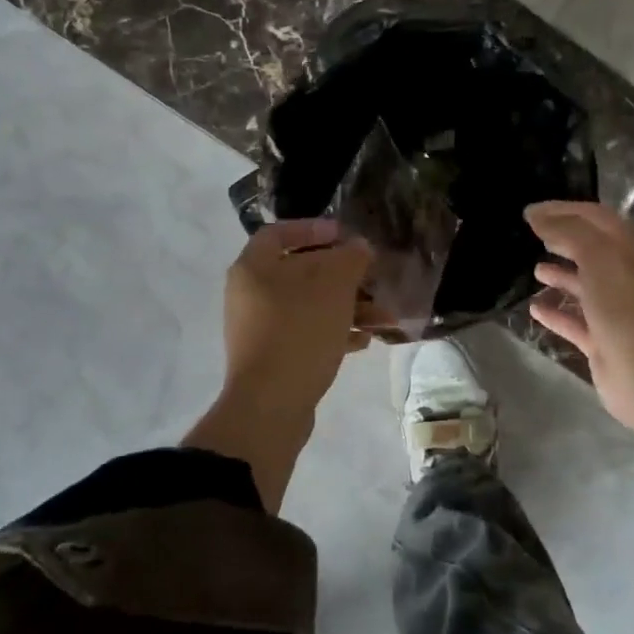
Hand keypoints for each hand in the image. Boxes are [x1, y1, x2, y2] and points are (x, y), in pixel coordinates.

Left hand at [222, 219, 373, 421]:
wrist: (271, 405)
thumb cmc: (300, 331)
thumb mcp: (333, 286)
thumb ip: (350, 258)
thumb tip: (358, 248)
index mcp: (253, 267)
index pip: (280, 232)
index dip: (314, 228)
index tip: (345, 235)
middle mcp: (250, 294)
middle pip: (301, 271)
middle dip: (343, 275)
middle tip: (372, 278)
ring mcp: (260, 328)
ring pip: (309, 305)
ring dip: (347, 307)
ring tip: (383, 317)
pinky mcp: (273, 356)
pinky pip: (306, 333)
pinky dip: (335, 332)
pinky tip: (364, 341)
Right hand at [525, 200, 633, 550]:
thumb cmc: (625, 306)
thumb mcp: (597, 256)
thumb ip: (567, 231)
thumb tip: (537, 215)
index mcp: (627, 250)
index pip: (594, 218)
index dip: (563, 210)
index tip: (530, 211)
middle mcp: (622, 275)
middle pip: (590, 250)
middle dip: (562, 240)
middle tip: (529, 235)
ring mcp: (613, 310)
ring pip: (584, 286)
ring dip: (561, 275)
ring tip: (533, 269)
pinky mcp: (602, 341)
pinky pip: (574, 322)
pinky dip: (556, 313)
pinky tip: (534, 308)